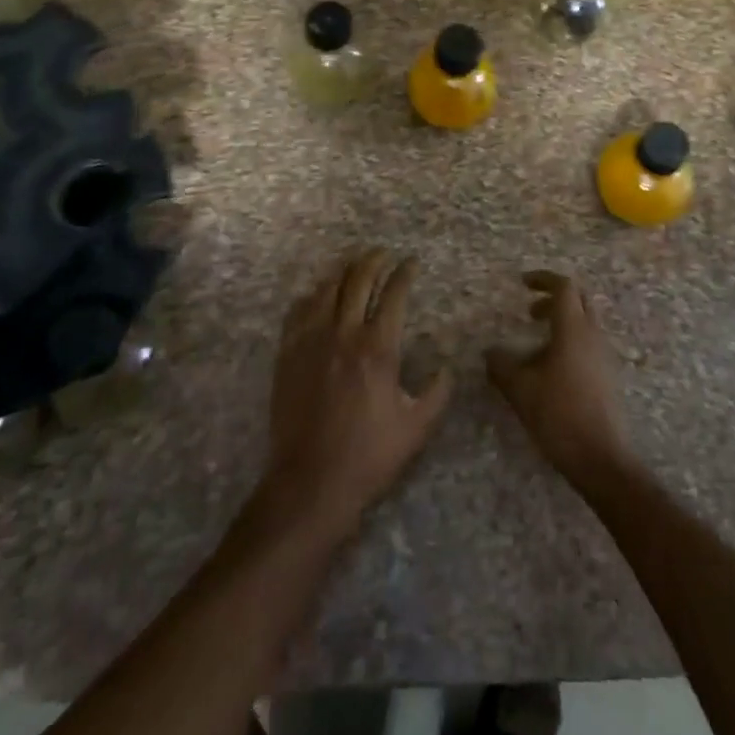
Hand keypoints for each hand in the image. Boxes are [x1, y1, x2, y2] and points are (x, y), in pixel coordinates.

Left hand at [263, 249, 453, 540]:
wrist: (311, 483)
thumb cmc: (369, 456)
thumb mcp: (417, 427)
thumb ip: (438, 391)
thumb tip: (446, 365)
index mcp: (378, 348)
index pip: (394, 294)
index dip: (404, 273)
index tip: (411, 262)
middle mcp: (344, 334)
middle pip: (358, 281)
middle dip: (373, 260)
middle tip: (383, 252)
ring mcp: (311, 342)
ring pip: (326, 289)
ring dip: (343, 270)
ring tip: (353, 262)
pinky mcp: (288, 355)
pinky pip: (298, 312)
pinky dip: (312, 295)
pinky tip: (318, 294)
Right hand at [486, 271, 633, 489]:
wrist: (601, 458)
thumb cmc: (559, 415)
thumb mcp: (520, 389)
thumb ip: (502, 366)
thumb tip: (490, 352)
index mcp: (573, 329)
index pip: (564, 287)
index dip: (543, 279)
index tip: (523, 283)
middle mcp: (593, 335)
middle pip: (579, 300)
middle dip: (553, 298)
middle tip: (529, 312)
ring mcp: (604, 356)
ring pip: (585, 323)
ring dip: (561, 323)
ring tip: (535, 344)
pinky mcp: (607, 376)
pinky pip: (588, 345)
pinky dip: (569, 343)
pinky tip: (550, 369)